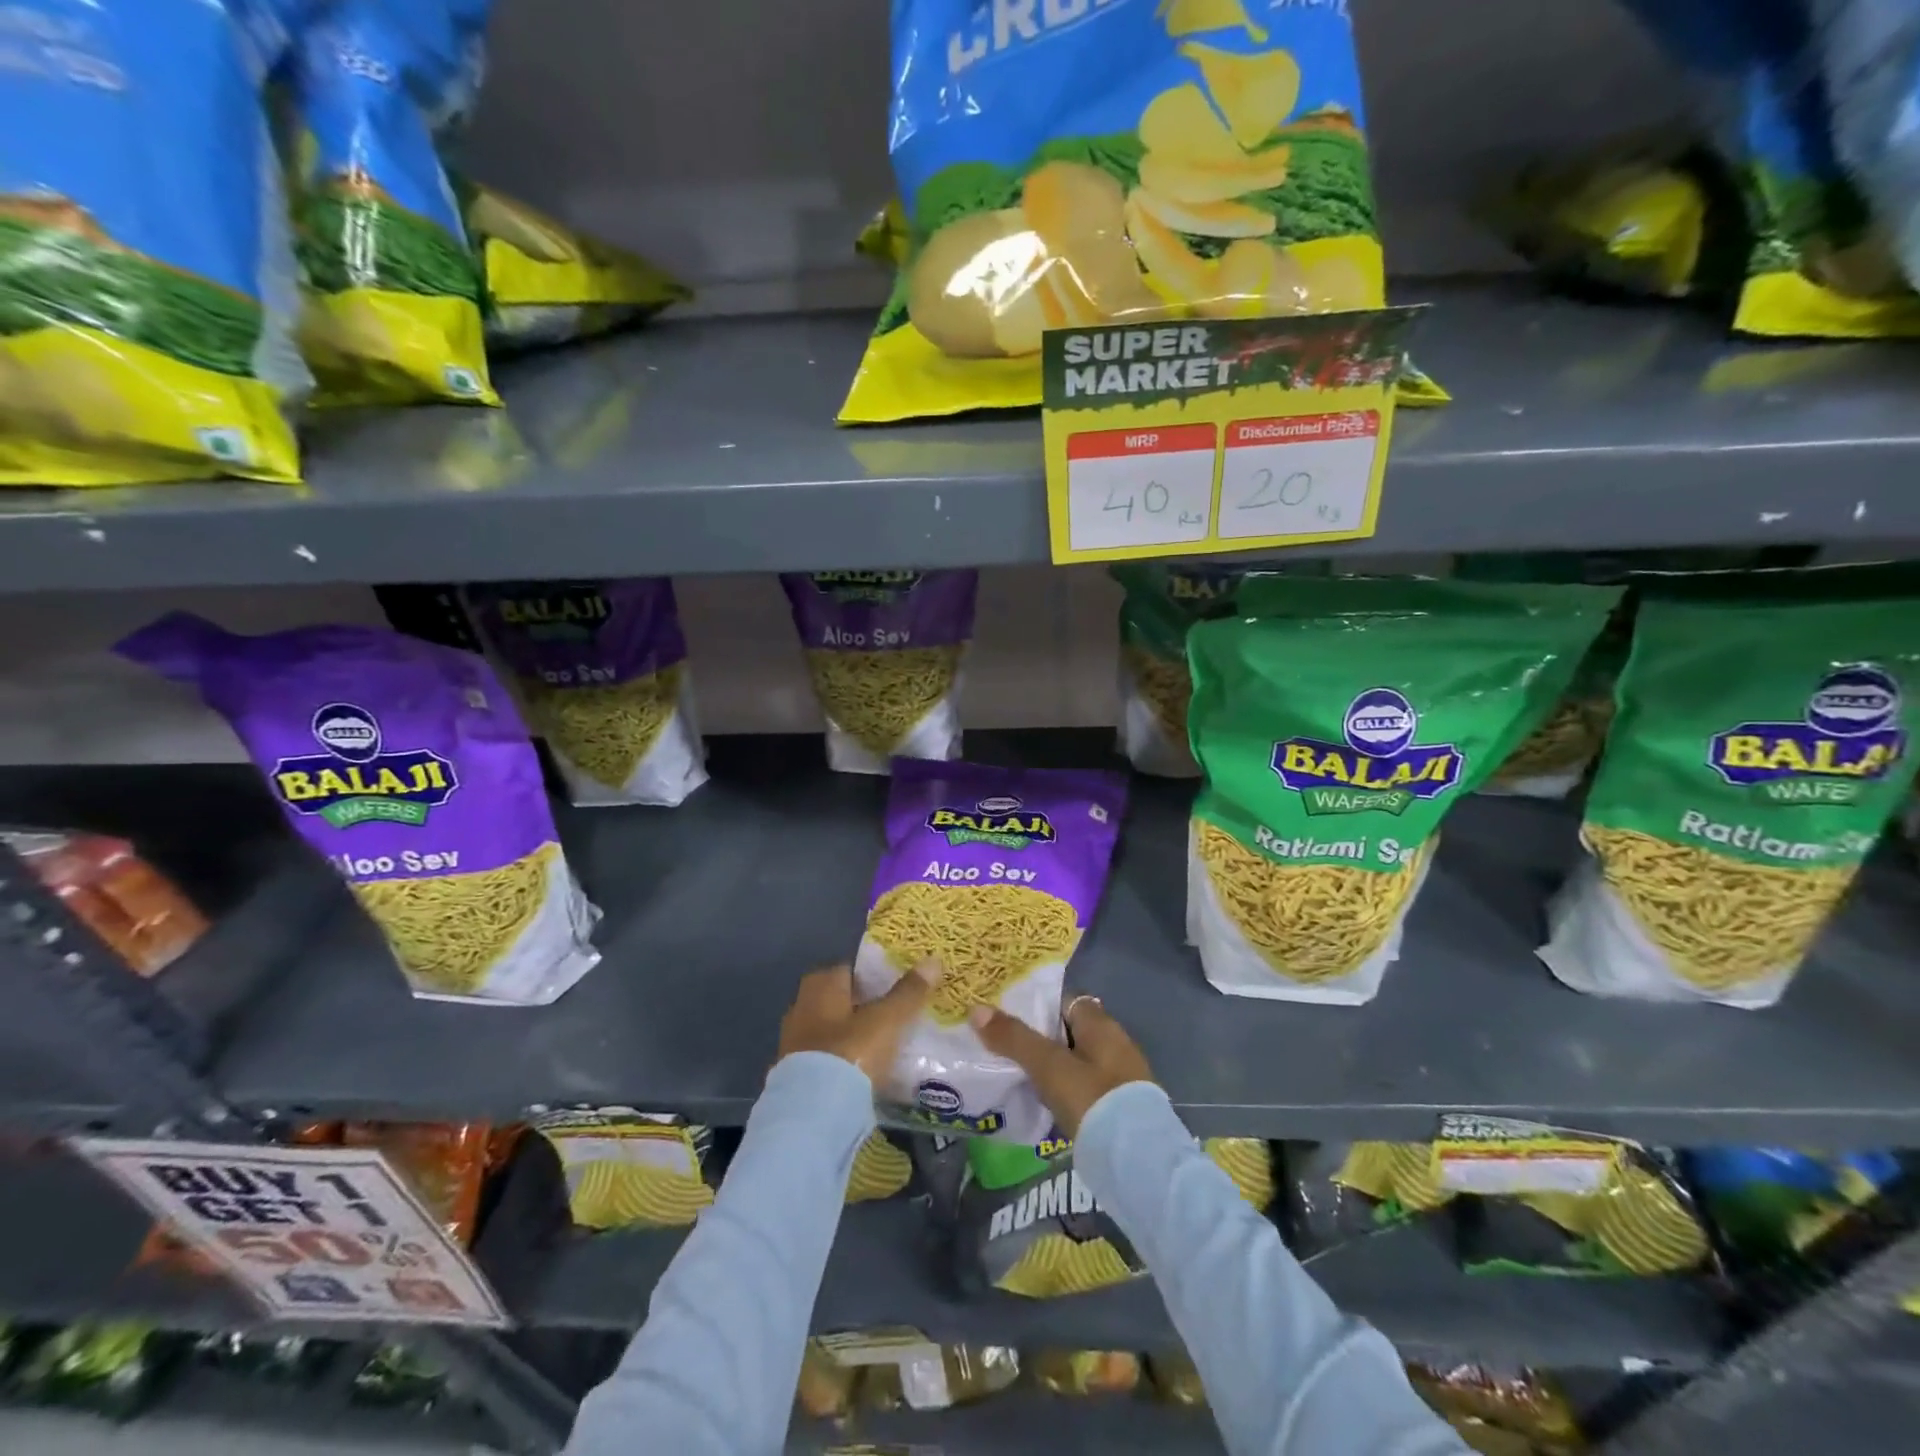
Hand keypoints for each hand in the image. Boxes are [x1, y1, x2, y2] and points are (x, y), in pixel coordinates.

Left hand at [778, 960, 940, 1083]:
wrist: (813, 1111)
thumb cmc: (850, 1051)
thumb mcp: (887, 1020)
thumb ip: (909, 992)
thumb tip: (933, 961)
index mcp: (821, 985)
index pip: (849, 969)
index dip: (873, 976)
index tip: (896, 988)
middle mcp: (802, 1006)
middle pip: (839, 999)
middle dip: (863, 1006)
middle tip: (893, 1017)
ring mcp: (794, 1041)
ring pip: (831, 1029)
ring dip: (851, 1035)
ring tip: (883, 1046)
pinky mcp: (795, 1073)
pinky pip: (825, 1057)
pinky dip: (842, 1060)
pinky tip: (863, 1071)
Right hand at [967, 995, 1153, 1138]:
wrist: (1137, 1161)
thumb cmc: (1093, 1099)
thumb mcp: (1048, 1066)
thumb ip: (1014, 1039)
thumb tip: (976, 1009)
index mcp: (1101, 1025)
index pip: (1065, 1001)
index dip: (1037, 1005)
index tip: (1007, 1015)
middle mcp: (1115, 1044)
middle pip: (1069, 1032)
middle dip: (1040, 1039)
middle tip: (1003, 1047)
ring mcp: (1120, 1078)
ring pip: (1076, 1062)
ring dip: (1052, 1068)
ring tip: (1015, 1075)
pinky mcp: (1119, 1109)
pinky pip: (1084, 1089)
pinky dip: (1064, 1091)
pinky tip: (1042, 1103)